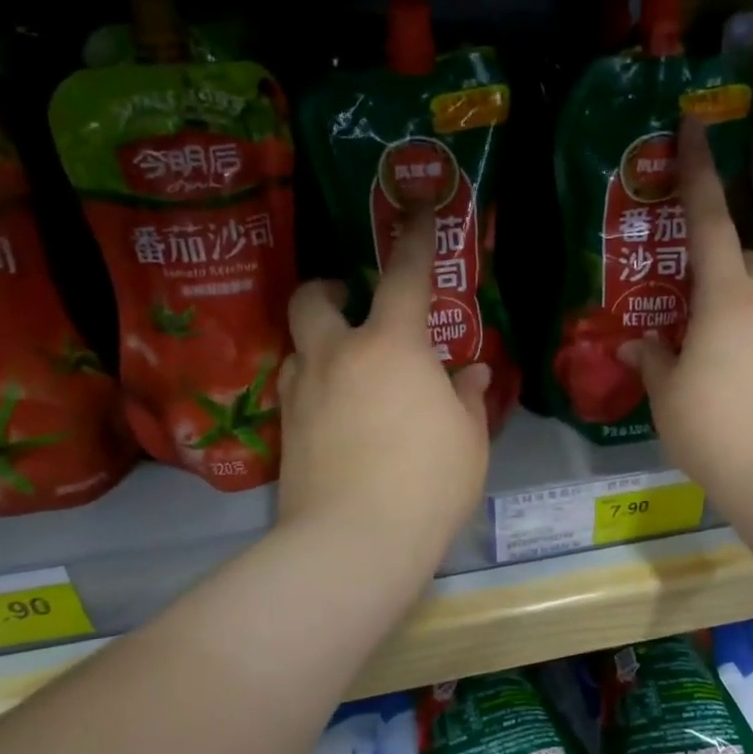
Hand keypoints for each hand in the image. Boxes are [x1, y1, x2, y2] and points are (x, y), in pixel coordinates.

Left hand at [277, 212, 490, 567]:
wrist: (355, 542)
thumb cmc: (428, 482)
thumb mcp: (467, 438)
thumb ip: (465, 396)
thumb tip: (469, 373)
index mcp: (392, 347)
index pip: (405, 276)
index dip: (415, 239)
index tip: (417, 211)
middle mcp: (337, 357)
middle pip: (313, 299)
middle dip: (328, 289)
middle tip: (350, 300)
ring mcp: (302, 393)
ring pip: (298, 347)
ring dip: (319, 343)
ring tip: (347, 367)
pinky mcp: (283, 432)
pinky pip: (294, 389)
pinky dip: (313, 386)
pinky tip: (334, 413)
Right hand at [620, 116, 752, 516]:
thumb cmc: (714, 428)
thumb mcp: (667, 395)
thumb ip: (653, 362)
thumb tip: (638, 346)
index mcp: (726, 298)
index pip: (709, 222)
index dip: (699, 173)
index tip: (695, 126)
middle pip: (743, 259)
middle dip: (716, 259)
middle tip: (682, 287)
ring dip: (729, 303)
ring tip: (697, 341)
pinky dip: (745, 335)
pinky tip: (726, 373)